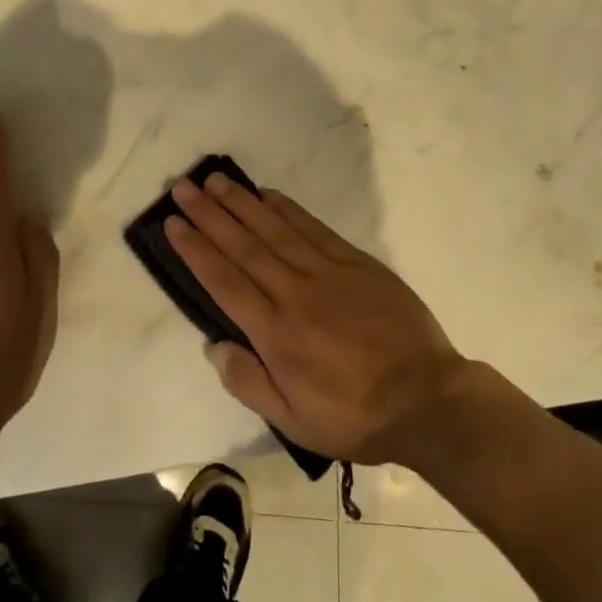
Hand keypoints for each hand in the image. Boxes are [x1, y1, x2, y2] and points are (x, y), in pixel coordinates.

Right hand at [165, 172, 468, 465]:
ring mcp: (327, 272)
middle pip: (243, 246)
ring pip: (274, 229)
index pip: (224, 280)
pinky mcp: (356, 263)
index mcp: (275, 332)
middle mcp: (294, 293)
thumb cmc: (355, 416)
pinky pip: (313, 228)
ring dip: (241, 202)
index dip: (195, 249)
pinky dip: (287, 209)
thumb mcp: (294, 421)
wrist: (428, 400)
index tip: (172, 223)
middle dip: (209, 215)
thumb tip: (214, 346)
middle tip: (183, 187)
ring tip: (215, 181)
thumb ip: (249, 383)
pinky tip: (268, 194)